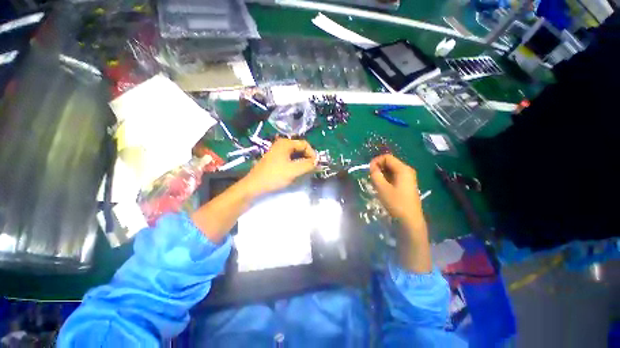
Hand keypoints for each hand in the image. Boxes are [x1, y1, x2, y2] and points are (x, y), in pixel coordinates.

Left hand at [243, 138, 316, 196]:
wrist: (254, 185)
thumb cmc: (274, 176)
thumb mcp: (293, 170)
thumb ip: (307, 165)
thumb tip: (317, 162)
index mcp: (285, 143)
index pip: (305, 144)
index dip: (312, 154)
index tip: (316, 165)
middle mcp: (281, 144)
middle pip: (300, 148)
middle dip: (307, 158)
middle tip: (311, 169)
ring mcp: (277, 151)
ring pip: (295, 154)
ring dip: (302, 161)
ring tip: (305, 171)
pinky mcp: (275, 159)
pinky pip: (289, 158)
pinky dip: (295, 164)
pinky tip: (295, 172)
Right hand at [370, 154, 430, 272]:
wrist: (410, 220)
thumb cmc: (396, 203)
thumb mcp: (382, 188)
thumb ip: (375, 174)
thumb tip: (372, 166)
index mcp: (403, 169)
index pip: (387, 157)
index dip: (376, 161)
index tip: (368, 170)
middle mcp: (407, 170)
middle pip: (390, 162)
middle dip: (378, 167)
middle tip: (371, 177)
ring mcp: (408, 178)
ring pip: (391, 170)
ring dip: (382, 173)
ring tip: (376, 183)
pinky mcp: (406, 184)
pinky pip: (394, 176)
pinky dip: (386, 178)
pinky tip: (382, 187)